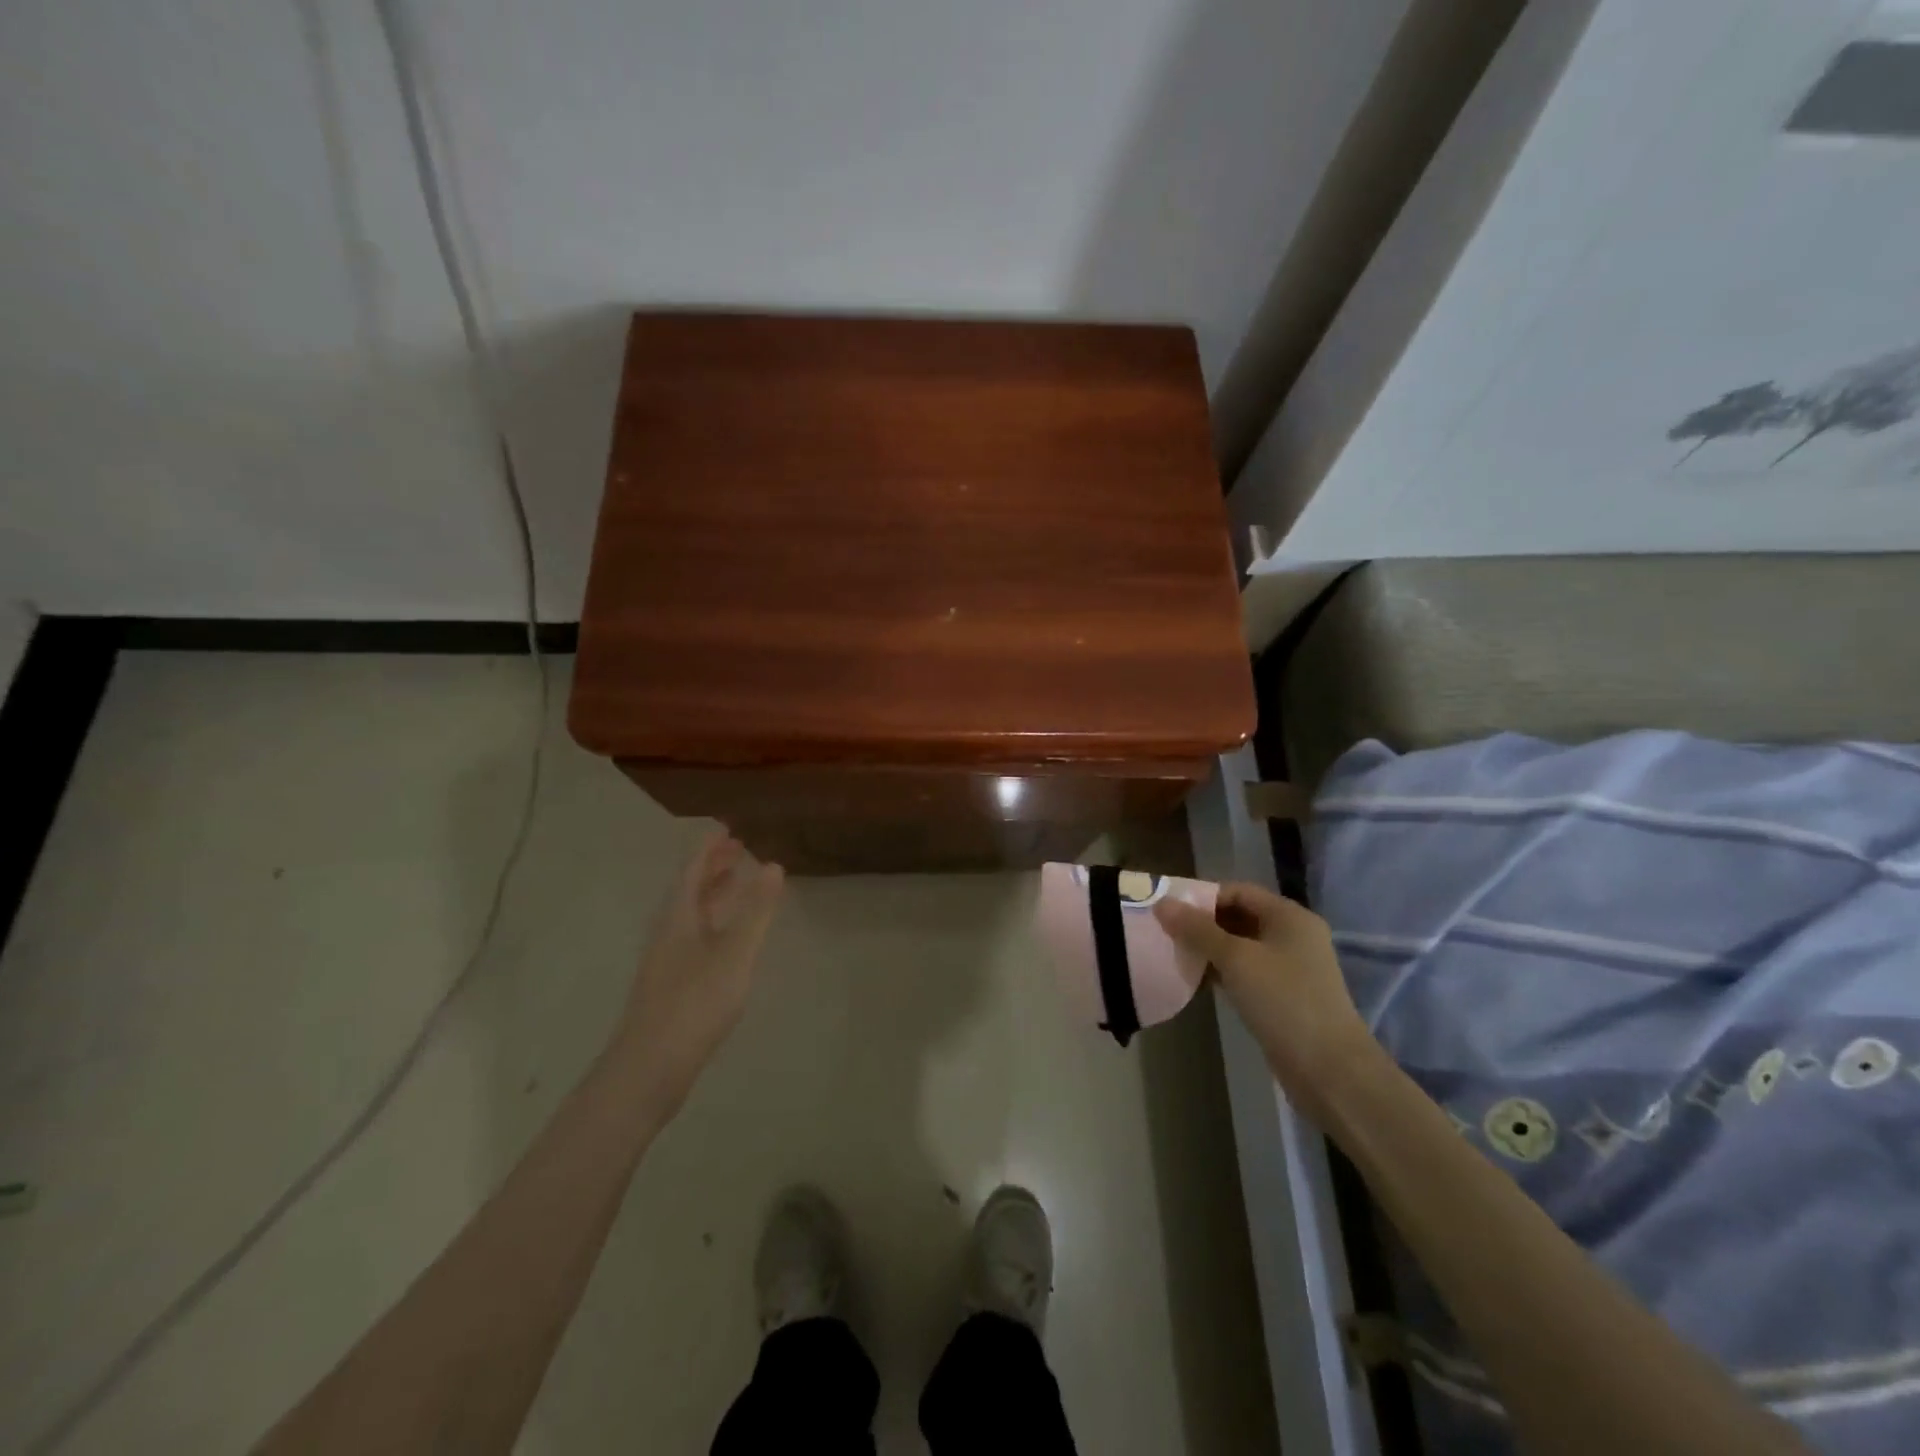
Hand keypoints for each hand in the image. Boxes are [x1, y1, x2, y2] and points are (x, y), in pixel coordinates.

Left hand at [609, 831, 784, 1119]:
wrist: (648, 1070)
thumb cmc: (694, 1004)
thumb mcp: (735, 954)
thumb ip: (756, 911)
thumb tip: (774, 865)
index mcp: (679, 918)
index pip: (692, 870)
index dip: (709, 847)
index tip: (727, 826)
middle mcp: (668, 933)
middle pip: (689, 890)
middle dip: (712, 867)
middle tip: (738, 849)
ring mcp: (667, 961)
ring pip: (691, 915)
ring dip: (713, 894)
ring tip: (737, 884)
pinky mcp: (671, 986)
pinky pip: (695, 937)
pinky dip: (714, 922)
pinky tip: (728, 939)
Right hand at [1155, 883, 1380, 1125]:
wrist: (1329, 1070)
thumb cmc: (1283, 1000)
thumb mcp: (1236, 959)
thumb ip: (1197, 929)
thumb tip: (1161, 903)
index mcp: (1289, 916)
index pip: (1238, 891)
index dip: (1202, 896)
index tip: (1169, 909)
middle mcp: (1293, 936)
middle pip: (1239, 916)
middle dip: (1203, 923)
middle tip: (1166, 932)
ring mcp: (1291, 967)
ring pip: (1241, 946)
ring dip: (1209, 948)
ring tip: (1175, 954)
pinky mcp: (1284, 996)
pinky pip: (1246, 972)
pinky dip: (1222, 971)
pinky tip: (1196, 980)